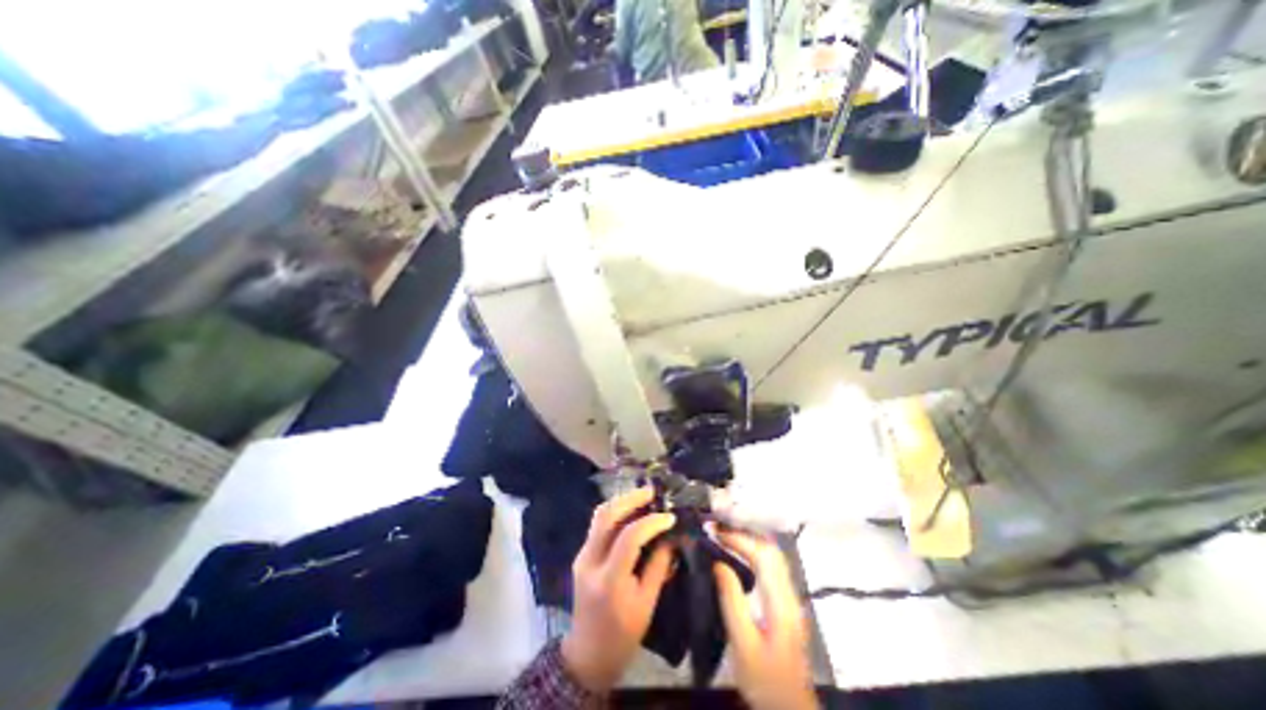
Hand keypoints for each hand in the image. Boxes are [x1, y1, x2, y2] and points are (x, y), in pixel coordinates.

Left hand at [561, 487, 675, 693]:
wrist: (587, 655)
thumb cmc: (622, 637)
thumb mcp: (647, 605)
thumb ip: (659, 567)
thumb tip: (671, 538)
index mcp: (609, 580)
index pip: (629, 538)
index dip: (651, 522)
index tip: (670, 517)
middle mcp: (590, 561)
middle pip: (607, 516)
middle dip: (631, 499)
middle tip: (653, 492)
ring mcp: (582, 556)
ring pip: (599, 516)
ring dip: (622, 502)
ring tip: (644, 497)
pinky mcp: (582, 554)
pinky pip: (598, 525)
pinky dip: (616, 513)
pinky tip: (631, 512)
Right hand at [710, 531, 820, 708]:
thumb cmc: (764, 680)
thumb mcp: (743, 643)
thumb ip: (731, 600)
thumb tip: (718, 563)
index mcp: (780, 602)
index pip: (762, 555)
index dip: (738, 539)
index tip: (715, 532)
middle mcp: (789, 594)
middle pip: (772, 551)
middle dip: (744, 535)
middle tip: (718, 531)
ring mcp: (790, 599)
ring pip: (773, 557)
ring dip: (749, 542)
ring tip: (724, 538)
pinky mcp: (785, 606)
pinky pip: (771, 567)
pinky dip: (754, 554)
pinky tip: (738, 557)